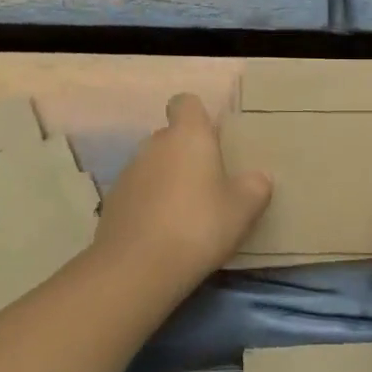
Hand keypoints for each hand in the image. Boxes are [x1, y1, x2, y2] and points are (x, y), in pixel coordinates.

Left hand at [94, 93, 270, 293]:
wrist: (137, 268)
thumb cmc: (198, 226)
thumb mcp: (243, 210)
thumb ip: (255, 187)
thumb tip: (258, 177)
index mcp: (188, 135)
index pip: (185, 103)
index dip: (197, 117)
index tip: (212, 140)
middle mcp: (155, 144)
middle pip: (170, 137)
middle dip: (186, 154)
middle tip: (208, 184)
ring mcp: (129, 172)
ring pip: (153, 165)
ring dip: (167, 180)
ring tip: (186, 214)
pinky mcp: (112, 202)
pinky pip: (137, 193)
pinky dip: (149, 205)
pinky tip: (162, 234)